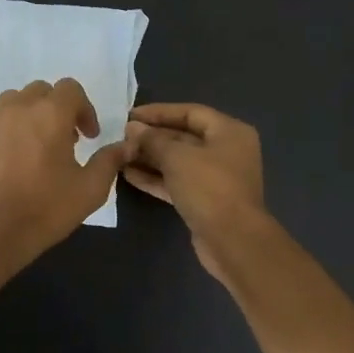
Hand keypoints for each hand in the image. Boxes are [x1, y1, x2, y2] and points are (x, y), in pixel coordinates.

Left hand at [0, 78, 127, 266]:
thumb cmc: (47, 208)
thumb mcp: (91, 188)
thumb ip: (109, 160)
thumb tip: (125, 146)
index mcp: (50, 114)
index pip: (70, 89)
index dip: (85, 109)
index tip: (89, 137)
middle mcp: (19, 109)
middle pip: (42, 91)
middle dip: (58, 109)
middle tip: (67, 140)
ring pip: (15, 101)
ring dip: (32, 114)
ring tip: (38, 144)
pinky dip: (9, 129)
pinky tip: (15, 157)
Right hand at [122, 103, 270, 280]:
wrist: (232, 240)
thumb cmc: (209, 188)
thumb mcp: (178, 157)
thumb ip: (153, 140)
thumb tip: (133, 128)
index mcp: (229, 132)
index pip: (190, 112)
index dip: (159, 112)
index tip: (130, 115)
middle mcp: (225, 151)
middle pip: (184, 137)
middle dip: (153, 137)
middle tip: (122, 137)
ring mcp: (216, 178)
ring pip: (178, 162)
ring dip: (150, 158)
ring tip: (120, 155)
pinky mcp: (204, 201)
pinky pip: (177, 182)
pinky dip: (156, 178)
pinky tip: (129, 176)